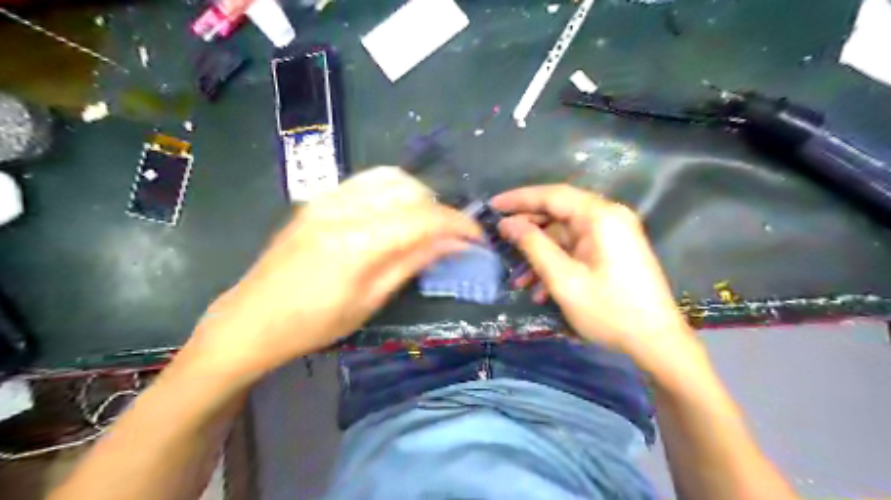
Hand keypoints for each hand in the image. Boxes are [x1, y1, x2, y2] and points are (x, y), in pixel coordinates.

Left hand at [184, 167, 485, 378]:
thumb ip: (412, 263)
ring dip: (416, 195)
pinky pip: (366, 181)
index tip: (477, 237)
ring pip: (388, 176)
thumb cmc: (313, 324)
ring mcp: (326, 198)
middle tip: (448, 236)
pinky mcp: (318, 199)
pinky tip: (394, 214)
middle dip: (438, 208)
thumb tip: (453, 244)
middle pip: (408, 187)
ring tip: (424, 223)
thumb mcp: (370, 301)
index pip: (422, 218)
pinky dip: (392, 191)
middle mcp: (342, 208)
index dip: (457, 224)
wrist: (251, 319)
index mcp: (356, 242)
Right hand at [490, 186, 699, 372]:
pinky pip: (577, 247)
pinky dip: (557, 262)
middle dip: (527, 228)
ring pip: (565, 233)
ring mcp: (613, 234)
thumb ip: (533, 246)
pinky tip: (540, 288)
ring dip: (540, 252)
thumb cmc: (609, 310)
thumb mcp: (564, 279)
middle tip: (499, 238)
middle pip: (559, 211)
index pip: (552, 195)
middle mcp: (609, 217)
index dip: (519, 199)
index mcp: (600, 216)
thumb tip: (508, 224)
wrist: (657, 342)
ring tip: (518, 278)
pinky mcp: (613, 250)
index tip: (492, 206)